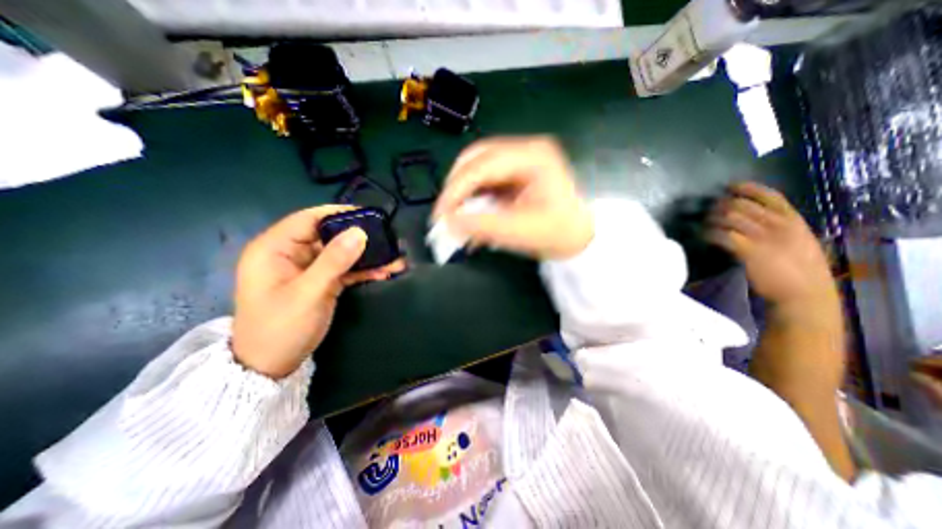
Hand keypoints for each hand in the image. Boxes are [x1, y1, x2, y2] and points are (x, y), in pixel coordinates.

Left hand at [234, 204, 406, 377]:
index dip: (338, 214)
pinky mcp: (320, 281)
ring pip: (340, 254)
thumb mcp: (309, 292)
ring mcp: (307, 268)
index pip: (309, 219)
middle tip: (387, 239)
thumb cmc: (281, 327)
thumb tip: (359, 232)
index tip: (369, 216)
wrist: (271, 366)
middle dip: (360, 239)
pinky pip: (344, 269)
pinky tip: (383, 272)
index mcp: (275, 248)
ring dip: (366, 257)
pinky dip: (363, 271)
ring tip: (394, 260)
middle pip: (329, 236)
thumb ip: (334, 261)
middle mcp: (291, 253)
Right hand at [432, 136, 590, 259]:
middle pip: (476, 158)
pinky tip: (471, 216)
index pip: (481, 165)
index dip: (455, 190)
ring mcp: (520, 159)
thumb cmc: (559, 233)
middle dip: (456, 187)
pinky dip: (474, 197)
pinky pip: (486, 180)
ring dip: (463, 193)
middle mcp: (525, 149)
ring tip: (457, 216)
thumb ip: (482, 225)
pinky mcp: (516, 172)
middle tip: (446, 213)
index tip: (441, 215)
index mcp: (532, 156)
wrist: (581, 236)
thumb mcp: (521, 232)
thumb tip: (448, 222)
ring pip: (477, 168)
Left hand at [705, 181, 838, 317]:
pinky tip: (704, 235)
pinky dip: (709, 233)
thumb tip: (751, 219)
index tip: (729, 186)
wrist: (804, 293)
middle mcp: (779, 224)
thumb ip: (779, 228)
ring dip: (712, 218)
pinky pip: (722, 235)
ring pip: (729, 217)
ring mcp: (764, 237)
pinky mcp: (749, 251)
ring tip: (704, 222)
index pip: (770, 195)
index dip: (746, 188)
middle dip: (721, 204)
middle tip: (709, 209)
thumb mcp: (799, 241)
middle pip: (742, 204)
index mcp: (795, 220)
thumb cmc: (801, 269)